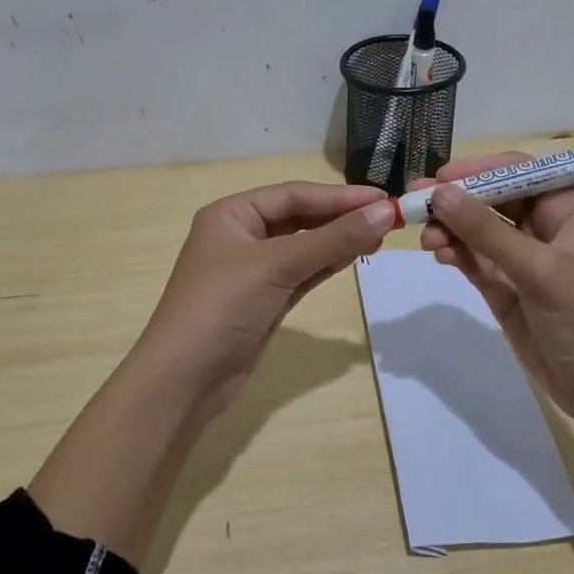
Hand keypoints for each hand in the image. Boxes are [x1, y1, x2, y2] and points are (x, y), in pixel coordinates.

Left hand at [133, 181, 393, 413]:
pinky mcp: (264, 302)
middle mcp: (240, 236)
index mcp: (231, 214)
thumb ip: (332, 238)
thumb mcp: (277, 265)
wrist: (184, 380)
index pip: (293, 194)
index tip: (383, 198)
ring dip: (338, 240)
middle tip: (388, 218)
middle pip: (298, 217)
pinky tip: (355, 256)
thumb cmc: (222, 306)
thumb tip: (384, 212)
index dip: (339, 195)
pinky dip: (327, 264)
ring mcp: (252, 272)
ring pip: (303, 246)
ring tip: (380, 234)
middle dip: (340, 216)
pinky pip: (302, 273)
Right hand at [415, 154, 573, 424]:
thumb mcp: (538, 269)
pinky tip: (439, 254)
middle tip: (415, 202)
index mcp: (566, 210)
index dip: (479, 170)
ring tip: (426, 239)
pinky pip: (473, 259)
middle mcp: (543, 228)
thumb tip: (440, 193)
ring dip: (450, 228)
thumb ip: (486, 231)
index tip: (440, 177)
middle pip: (491, 199)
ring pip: (477, 230)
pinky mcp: (506, 287)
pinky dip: (454, 253)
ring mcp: (522, 259)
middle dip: (455, 200)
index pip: (518, 172)